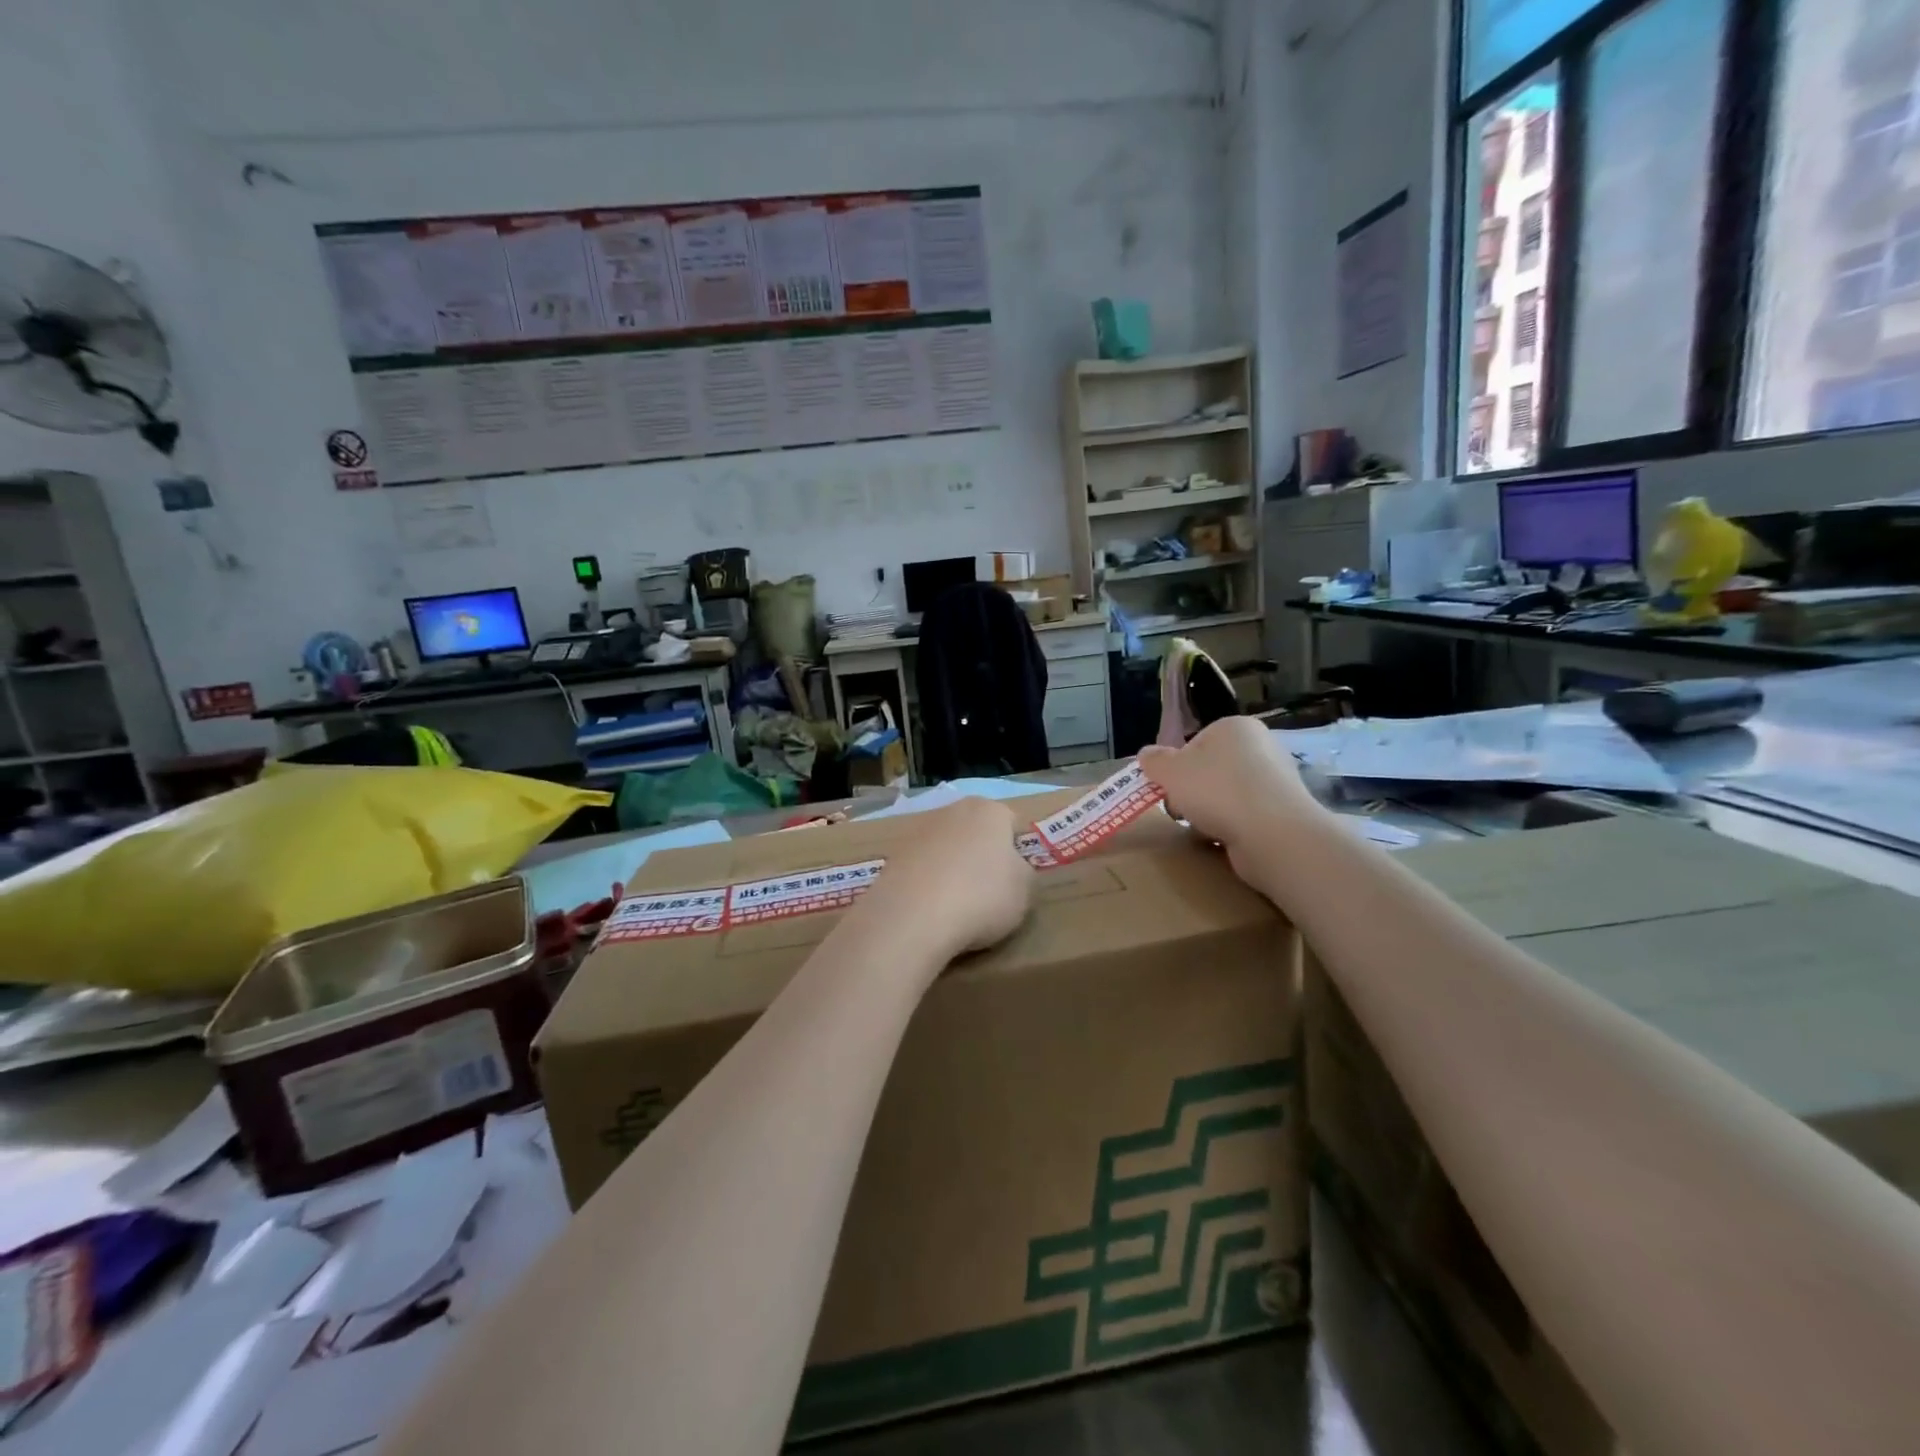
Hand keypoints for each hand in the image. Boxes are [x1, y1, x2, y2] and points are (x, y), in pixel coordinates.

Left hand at [859, 798, 1033, 960]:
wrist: (914, 917)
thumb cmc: (982, 897)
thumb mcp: (1025, 890)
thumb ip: (1023, 872)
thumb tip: (1011, 868)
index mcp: (989, 810)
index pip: (1012, 823)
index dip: (1017, 851)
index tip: (1015, 880)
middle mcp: (952, 810)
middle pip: (976, 831)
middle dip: (982, 855)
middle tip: (988, 893)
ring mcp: (918, 832)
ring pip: (946, 848)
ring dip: (952, 868)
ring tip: (956, 906)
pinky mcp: (893, 856)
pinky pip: (922, 869)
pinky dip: (928, 884)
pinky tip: (931, 910)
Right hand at [1139, 717, 1319, 876]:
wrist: (1272, 833)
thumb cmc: (1216, 791)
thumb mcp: (1171, 771)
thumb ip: (1154, 761)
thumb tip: (1146, 754)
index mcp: (1235, 727)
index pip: (1195, 742)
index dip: (1177, 766)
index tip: (1169, 787)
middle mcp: (1261, 746)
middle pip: (1211, 769)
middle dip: (1192, 791)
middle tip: (1181, 809)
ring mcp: (1276, 780)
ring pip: (1226, 794)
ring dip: (1210, 810)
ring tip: (1203, 827)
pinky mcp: (1283, 811)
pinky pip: (1245, 815)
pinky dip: (1232, 825)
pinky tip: (1224, 838)